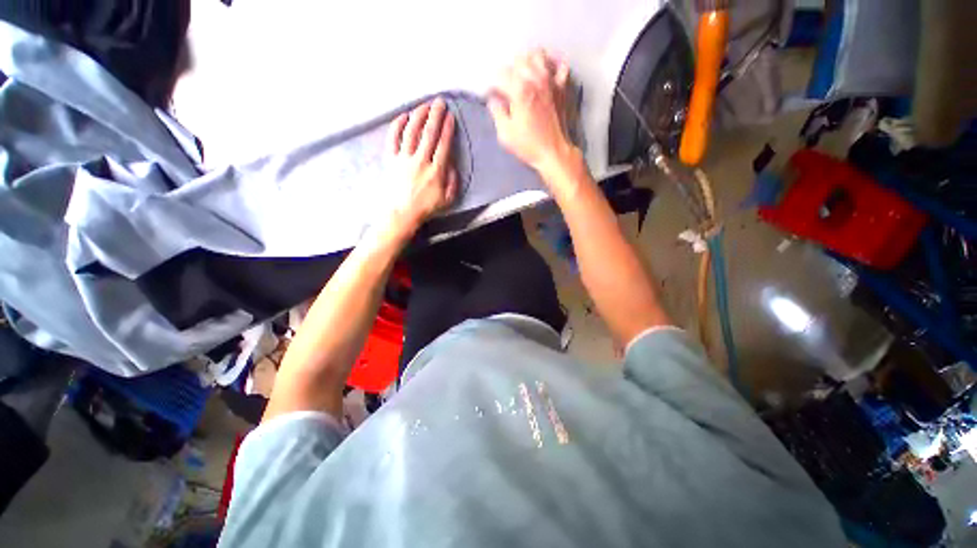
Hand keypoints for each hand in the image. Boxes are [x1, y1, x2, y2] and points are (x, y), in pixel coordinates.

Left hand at [383, 98, 458, 240]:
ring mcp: (404, 159)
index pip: (443, 144)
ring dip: (419, 116)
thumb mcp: (447, 199)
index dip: (447, 129)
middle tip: (440, 102)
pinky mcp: (391, 159)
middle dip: (435, 116)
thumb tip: (452, 164)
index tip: (451, 116)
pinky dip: (398, 125)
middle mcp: (420, 161)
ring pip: (412, 132)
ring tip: (424, 105)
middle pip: (429, 134)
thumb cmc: (426, 207)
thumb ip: (452, 181)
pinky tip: (404, 116)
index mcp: (436, 171)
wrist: (402, 213)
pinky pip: (393, 138)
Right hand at [488, 50, 575, 175]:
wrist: (554, 152)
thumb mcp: (506, 134)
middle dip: (509, 71)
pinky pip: (560, 64)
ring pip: (538, 55)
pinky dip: (552, 64)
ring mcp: (551, 81)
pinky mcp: (562, 87)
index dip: (492, 85)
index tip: (490, 95)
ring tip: (524, 75)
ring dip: (528, 62)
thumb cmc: (529, 146)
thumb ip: (497, 113)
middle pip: (518, 60)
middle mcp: (536, 79)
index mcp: (520, 90)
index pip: (500, 75)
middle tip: (505, 86)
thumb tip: (494, 100)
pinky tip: (546, 71)